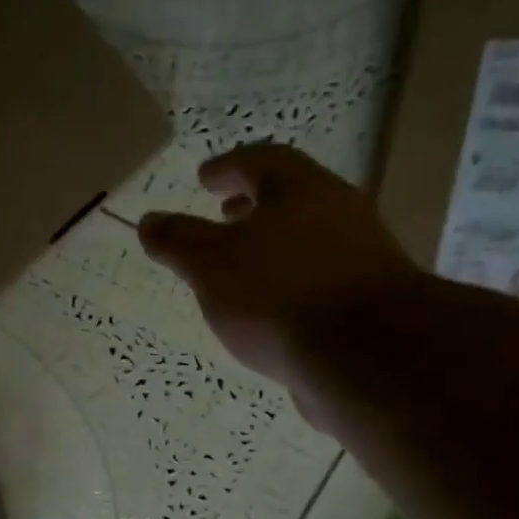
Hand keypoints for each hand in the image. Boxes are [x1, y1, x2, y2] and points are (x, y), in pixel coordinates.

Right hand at [137, 144, 423, 410]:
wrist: (366, 357)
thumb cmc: (279, 296)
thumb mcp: (211, 265)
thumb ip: (178, 241)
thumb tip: (148, 222)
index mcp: (300, 188)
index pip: (260, 161)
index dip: (227, 166)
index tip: (204, 178)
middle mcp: (339, 212)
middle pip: (292, 198)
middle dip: (254, 206)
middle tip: (225, 215)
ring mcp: (361, 257)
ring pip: (309, 240)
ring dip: (274, 247)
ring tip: (243, 270)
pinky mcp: (370, 302)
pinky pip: (320, 280)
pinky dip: (292, 284)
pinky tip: (274, 313)